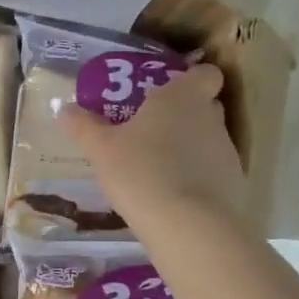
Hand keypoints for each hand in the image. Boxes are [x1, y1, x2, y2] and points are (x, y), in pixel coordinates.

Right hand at [61, 62, 246, 234]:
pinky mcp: (234, 184)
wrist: (187, 225)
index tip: (169, 95)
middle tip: (154, 134)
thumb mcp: (101, 150)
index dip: (191, 80)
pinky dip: (199, 180)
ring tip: (160, 172)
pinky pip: (215, 173)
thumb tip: (64, 109)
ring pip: (210, 142)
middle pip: (206, 107)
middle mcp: (211, 117)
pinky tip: (175, 198)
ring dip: (191, 151)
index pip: (206, 73)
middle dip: (186, 117)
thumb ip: (84, 127)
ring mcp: (227, 152)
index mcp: (183, 97)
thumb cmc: (141, 172)